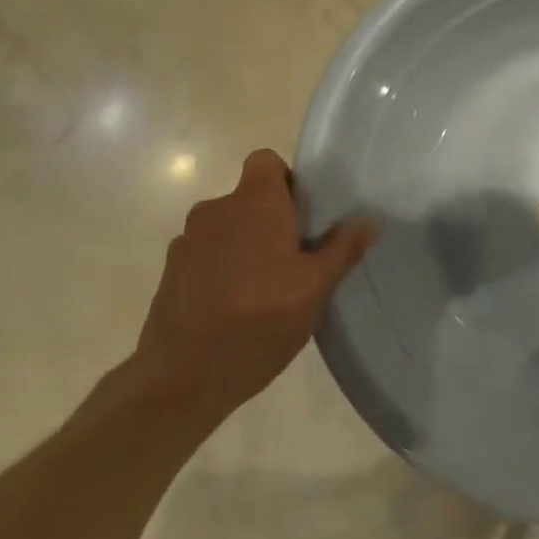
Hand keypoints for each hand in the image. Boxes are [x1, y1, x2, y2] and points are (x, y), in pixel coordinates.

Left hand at [132, 149, 376, 418]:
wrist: (184, 377)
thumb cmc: (261, 320)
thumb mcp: (316, 287)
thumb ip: (343, 248)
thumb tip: (368, 221)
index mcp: (254, 203)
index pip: (265, 161)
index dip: (286, 180)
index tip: (302, 215)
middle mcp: (216, 211)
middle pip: (248, 197)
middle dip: (271, 219)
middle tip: (295, 259)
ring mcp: (187, 242)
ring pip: (226, 228)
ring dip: (245, 245)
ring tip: (265, 288)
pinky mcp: (170, 272)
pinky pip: (206, 255)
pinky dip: (221, 268)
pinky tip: (234, 307)